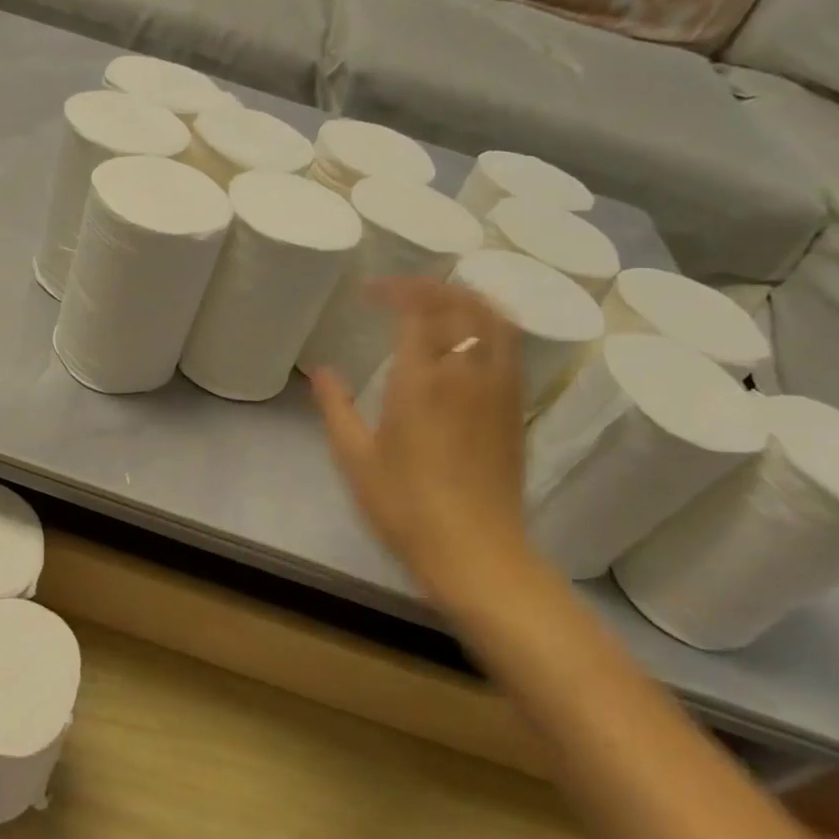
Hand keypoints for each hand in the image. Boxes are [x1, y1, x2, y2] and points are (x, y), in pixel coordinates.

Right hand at [311, 277, 530, 595]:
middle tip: (402, 290)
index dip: (395, 290)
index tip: (370, 291)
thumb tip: (322, 371)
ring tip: (442, 300)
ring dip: (468, 298)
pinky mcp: (516, 409)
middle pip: (461, 304)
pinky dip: (492, 325)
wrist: (476, 552)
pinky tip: (474, 337)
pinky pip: (511, 347)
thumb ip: (336, 408)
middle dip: (431, 286)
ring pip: (496, 320)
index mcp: (420, 381)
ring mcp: (499, 389)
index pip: (416, 310)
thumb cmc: (404, 507)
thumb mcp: (355, 459)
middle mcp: (466, 374)